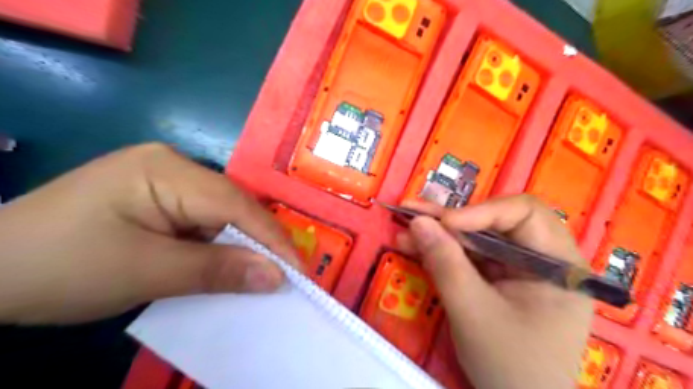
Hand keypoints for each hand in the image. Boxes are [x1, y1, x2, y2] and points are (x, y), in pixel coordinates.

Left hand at [0, 143, 296, 324]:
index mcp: (167, 170)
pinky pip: (206, 222)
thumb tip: (276, 276)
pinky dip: (220, 247)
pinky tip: (226, 264)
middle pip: (233, 206)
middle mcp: (175, 166)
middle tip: (284, 276)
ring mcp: (168, 181)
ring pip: (223, 216)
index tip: (298, 271)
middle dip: (259, 243)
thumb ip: (216, 271)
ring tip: (261, 274)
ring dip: (240, 246)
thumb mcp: (145, 272)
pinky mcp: (163, 200)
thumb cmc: (60, 267)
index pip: (236, 203)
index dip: (271, 238)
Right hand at [398, 196, 591, 388]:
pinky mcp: (497, 279)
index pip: (524, 214)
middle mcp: (541, 259)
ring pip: (476, 238)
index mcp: (558, 264)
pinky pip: (468, 257)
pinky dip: (441, 252)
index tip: (446, 222)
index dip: (483, 211)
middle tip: (414, 212)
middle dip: (451, 219)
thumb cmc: (510, 366)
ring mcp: (517, 269)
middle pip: (496, 222)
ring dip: (439, 233)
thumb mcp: (473, 312)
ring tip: (404, 228)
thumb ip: (445, 263)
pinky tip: (413, 247)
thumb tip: (418, 221)